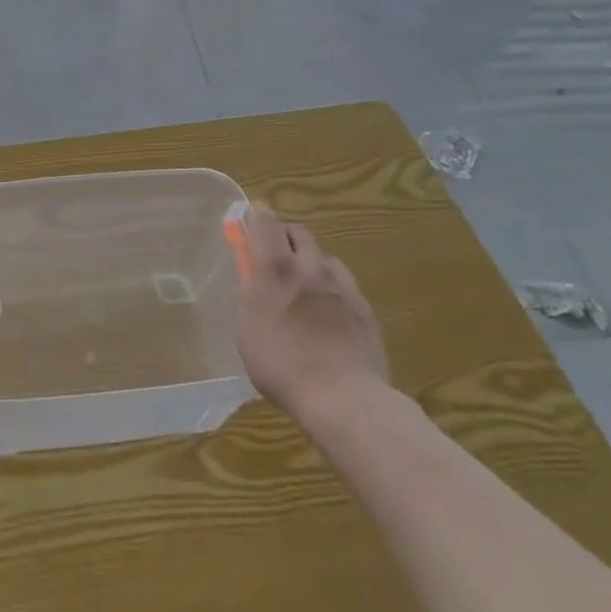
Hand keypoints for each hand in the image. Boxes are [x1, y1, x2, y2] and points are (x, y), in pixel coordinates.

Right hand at [232, 203, 388, 419]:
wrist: (342, 396)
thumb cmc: (281, 365)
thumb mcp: (247, 331)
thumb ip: (248, 297)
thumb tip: (250, 279)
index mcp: (275, 269)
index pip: (265, 223)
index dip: (256, 215)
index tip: (250, 216)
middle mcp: (310, 267)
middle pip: (298, 232)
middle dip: (283, 235)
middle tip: (273, 252)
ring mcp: (341, 285)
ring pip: (323, 256)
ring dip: (309, 260)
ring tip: (302, 285)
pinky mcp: (363, 306)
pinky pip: (343, 281)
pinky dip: (330, 284)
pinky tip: (327, 308)